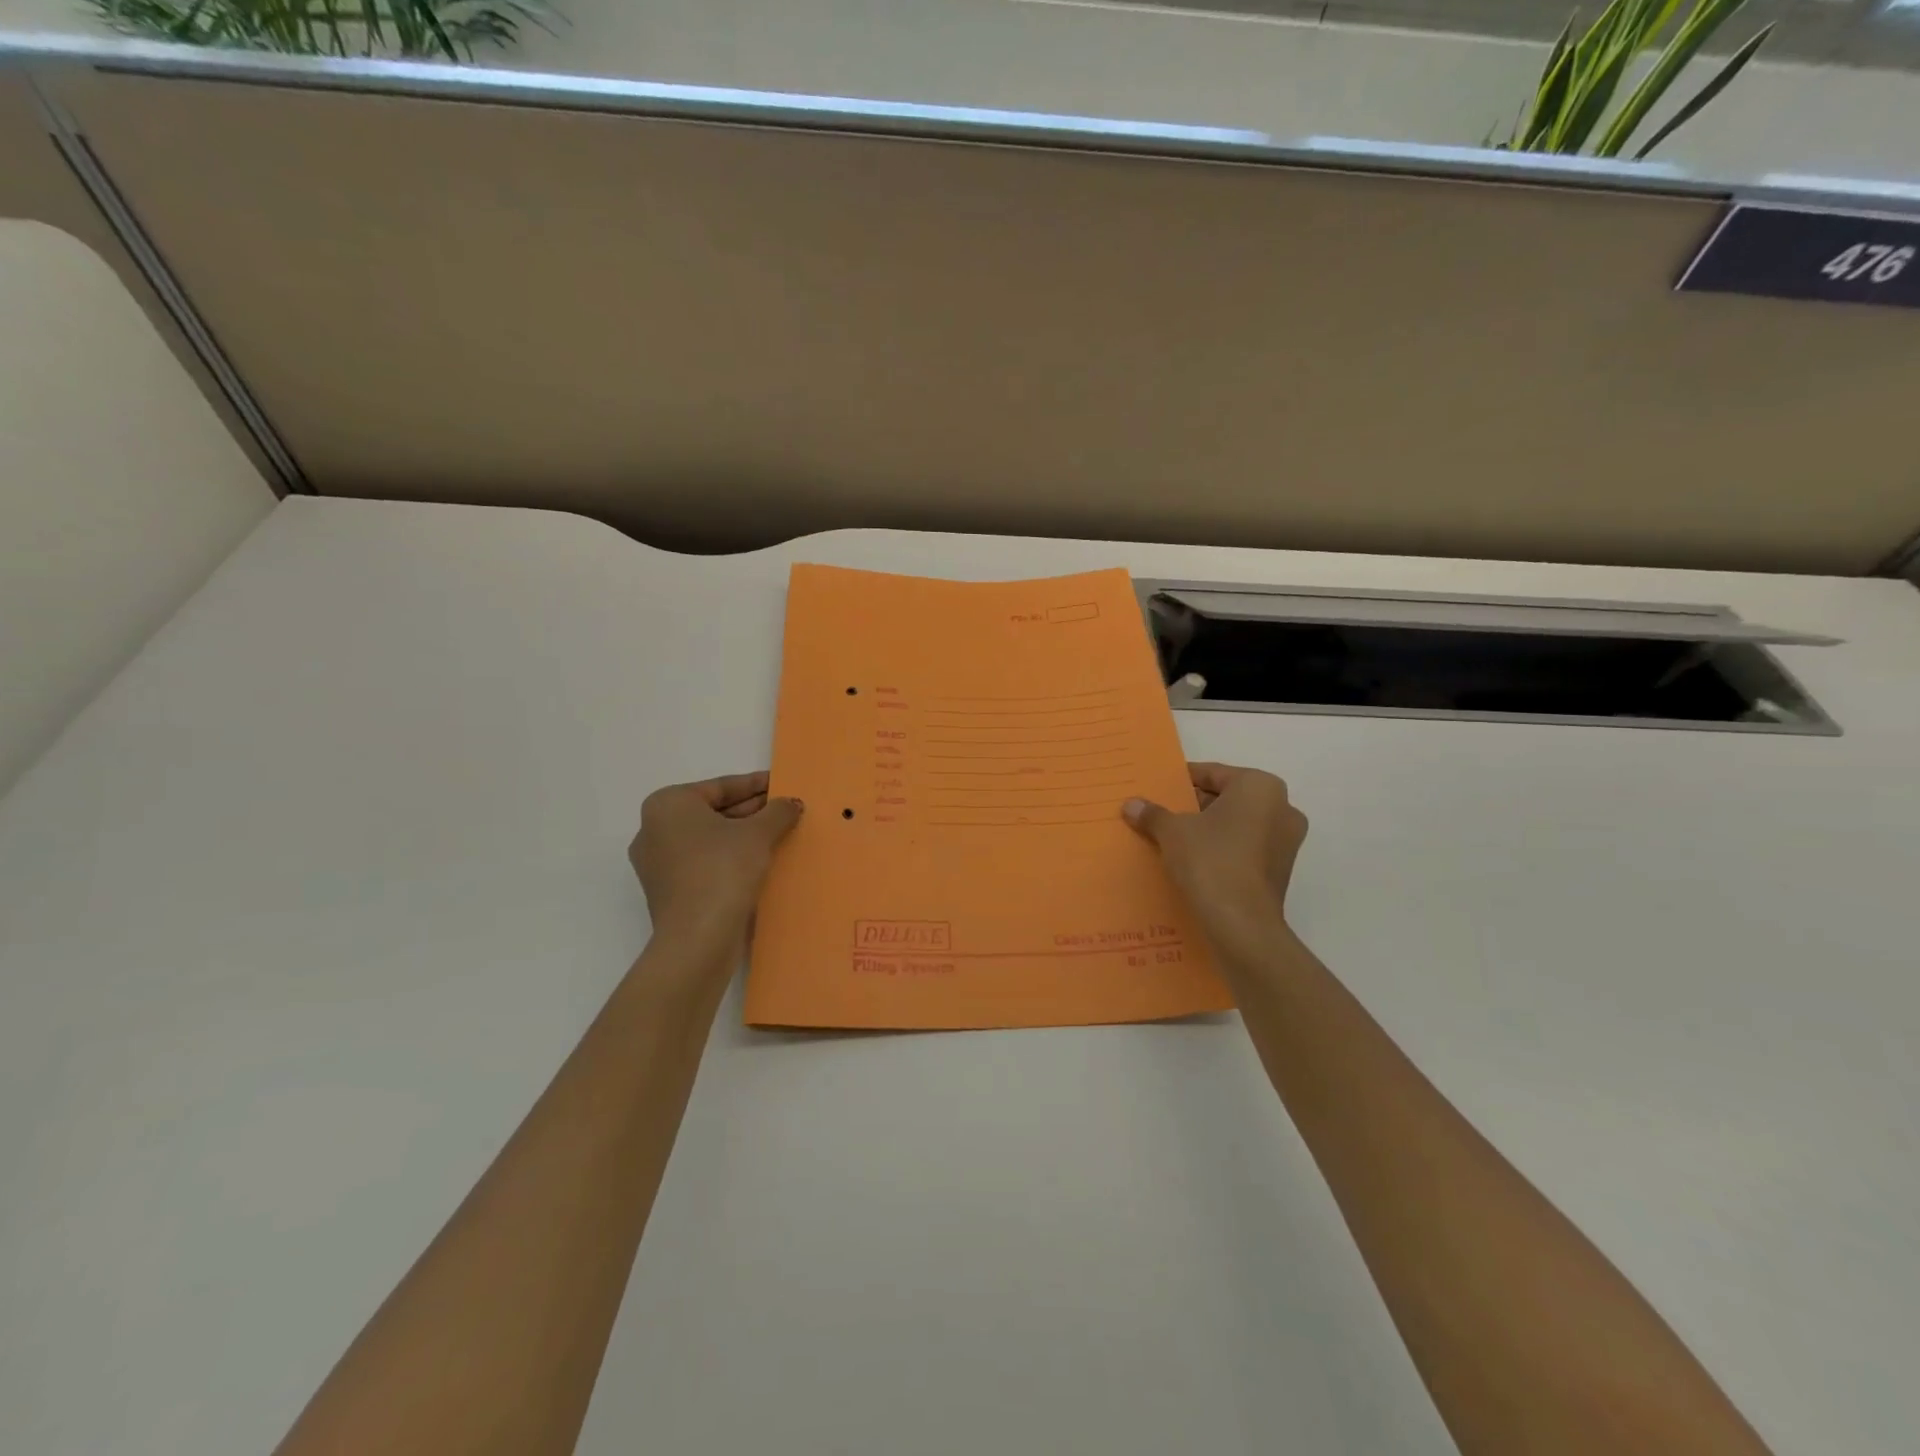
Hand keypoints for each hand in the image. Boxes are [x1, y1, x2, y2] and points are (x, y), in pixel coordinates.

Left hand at [629, 772, 802, 952]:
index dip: (756, 784)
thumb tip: (791, 803)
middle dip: (751, 811)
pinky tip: (761, 862)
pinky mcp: (668, 892)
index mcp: (668, 805)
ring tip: (779, 835)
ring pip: (709, 839)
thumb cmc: (723, 870)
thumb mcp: (759, 833)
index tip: (781, 784)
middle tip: (785, 810)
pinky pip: (704, 863)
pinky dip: (730, 859)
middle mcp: (654, 829)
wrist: (698, 938)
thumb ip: (777, 811)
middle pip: (713, 812)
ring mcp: (657, 864)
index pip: (720, 786)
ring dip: (743, 836)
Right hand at [1122, 762, 1306, 964]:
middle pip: (1227, 798)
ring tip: (1173, 839)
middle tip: (1162, 814)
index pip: (1213, 773)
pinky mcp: (1280, 871)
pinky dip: (1222, 850)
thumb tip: (1131, 804)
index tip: (1159, 788)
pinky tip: (1193, 862)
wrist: (1240, 924)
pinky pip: (1245, 850)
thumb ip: (1153, 814)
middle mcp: (1282, 808)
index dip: (1182, 780)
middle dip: (1195, 806)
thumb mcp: (1172, 831)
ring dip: (1209, 830)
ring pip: (1237, 825)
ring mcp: (1286, 842)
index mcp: (1260, 787)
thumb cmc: (1210, 860)